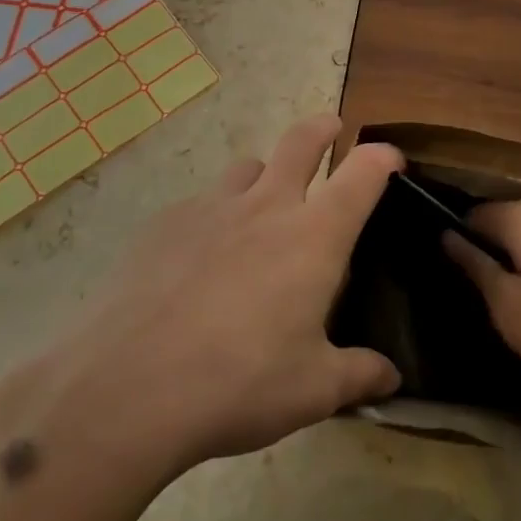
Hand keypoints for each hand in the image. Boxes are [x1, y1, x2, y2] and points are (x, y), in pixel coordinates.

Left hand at [0, 115, 403, 483]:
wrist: (128, 388)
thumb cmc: (240, 383)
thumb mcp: (313, 391)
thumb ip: (359, 375)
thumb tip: (392, 377)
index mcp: (313, 235)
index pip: (362, 172)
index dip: (383, 157)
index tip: (392, 160)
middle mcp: (265, 206)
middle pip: (300, 141)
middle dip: (323, 129)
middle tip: (332, 129)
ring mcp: (210, 209)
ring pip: (247, 167)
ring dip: (265, 175)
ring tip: (263, 205)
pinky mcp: (164, 224)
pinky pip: (201, 204)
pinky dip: (215, 216)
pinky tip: (201, 259)